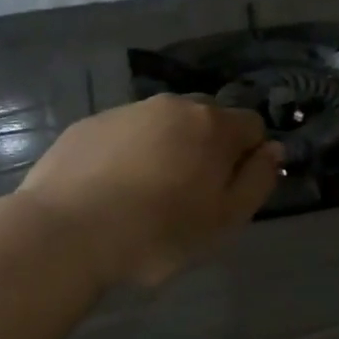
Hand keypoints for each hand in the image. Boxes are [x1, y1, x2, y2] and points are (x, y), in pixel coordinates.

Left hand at [18, 95, 282, 287]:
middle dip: (208, 148)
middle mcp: (173, 106)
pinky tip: (111, 191)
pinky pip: (125, 135)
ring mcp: (127, 111)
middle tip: (190, 195)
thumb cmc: (157, 233)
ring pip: (164, 125)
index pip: (252, 125)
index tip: (230, 191)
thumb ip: (258, 180)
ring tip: (146, 195)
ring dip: (167, 149)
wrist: (66, 232)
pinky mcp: (89, 125)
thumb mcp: (225, 220)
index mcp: (213, 125)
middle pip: (207, 120)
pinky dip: (128, 154)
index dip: (249, 157)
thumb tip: (273, 149)